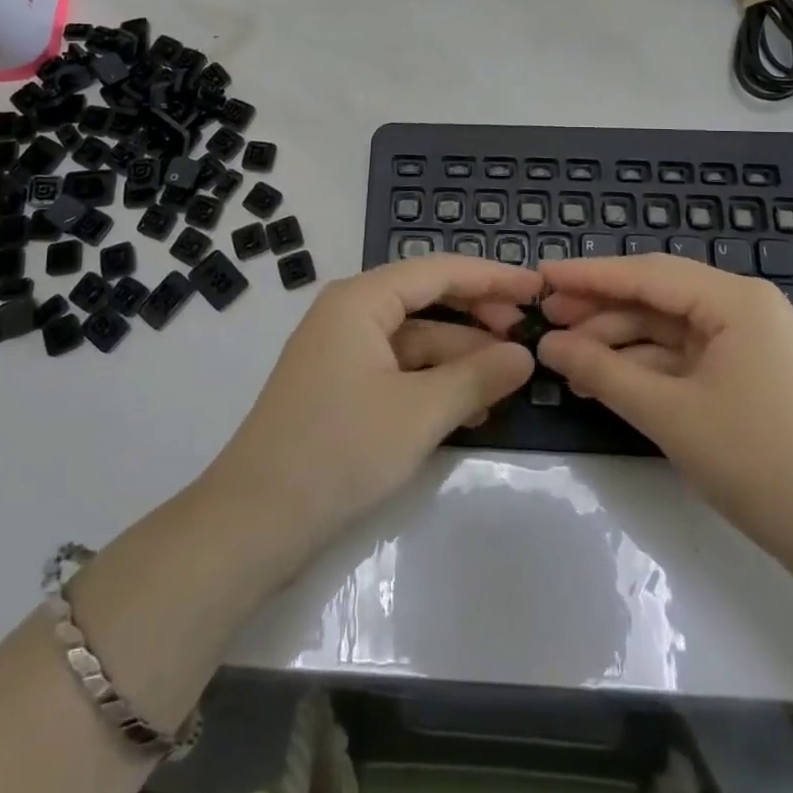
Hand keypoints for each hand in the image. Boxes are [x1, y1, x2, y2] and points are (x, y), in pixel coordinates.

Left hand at [203, 255, 539, 569]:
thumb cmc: (339, 450)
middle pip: (427, 301)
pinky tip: (473, 408)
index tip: (537, 288)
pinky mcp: (342, 388)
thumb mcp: (419, 413)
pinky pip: (400, 370)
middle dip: (478, 318)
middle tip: (528, 336)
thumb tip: (525, 355)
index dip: (491, 277)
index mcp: (361, 299)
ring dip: (462, 357)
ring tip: (511, 380)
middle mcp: (350, 313)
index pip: (438, 270)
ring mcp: (344, 352)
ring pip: (416, 340)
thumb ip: (477, 377)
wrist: (255, 521)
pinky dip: (436, 383)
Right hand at [535, 255, 792, 569]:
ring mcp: (747, 341)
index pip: (646, 274)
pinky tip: (602, 379)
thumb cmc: (760, 463)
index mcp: (735, 300)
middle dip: (598, 309)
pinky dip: (643, 367)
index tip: (539, 276)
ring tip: (564, 359)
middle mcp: (743, 307)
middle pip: (655, 296)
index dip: (588, 275)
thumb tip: (547, 344)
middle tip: (544, 320)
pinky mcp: (747, 373)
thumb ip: (602, 370)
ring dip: (616, 342)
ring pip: (665, 328)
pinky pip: (683, 356)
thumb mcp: (670, 414)